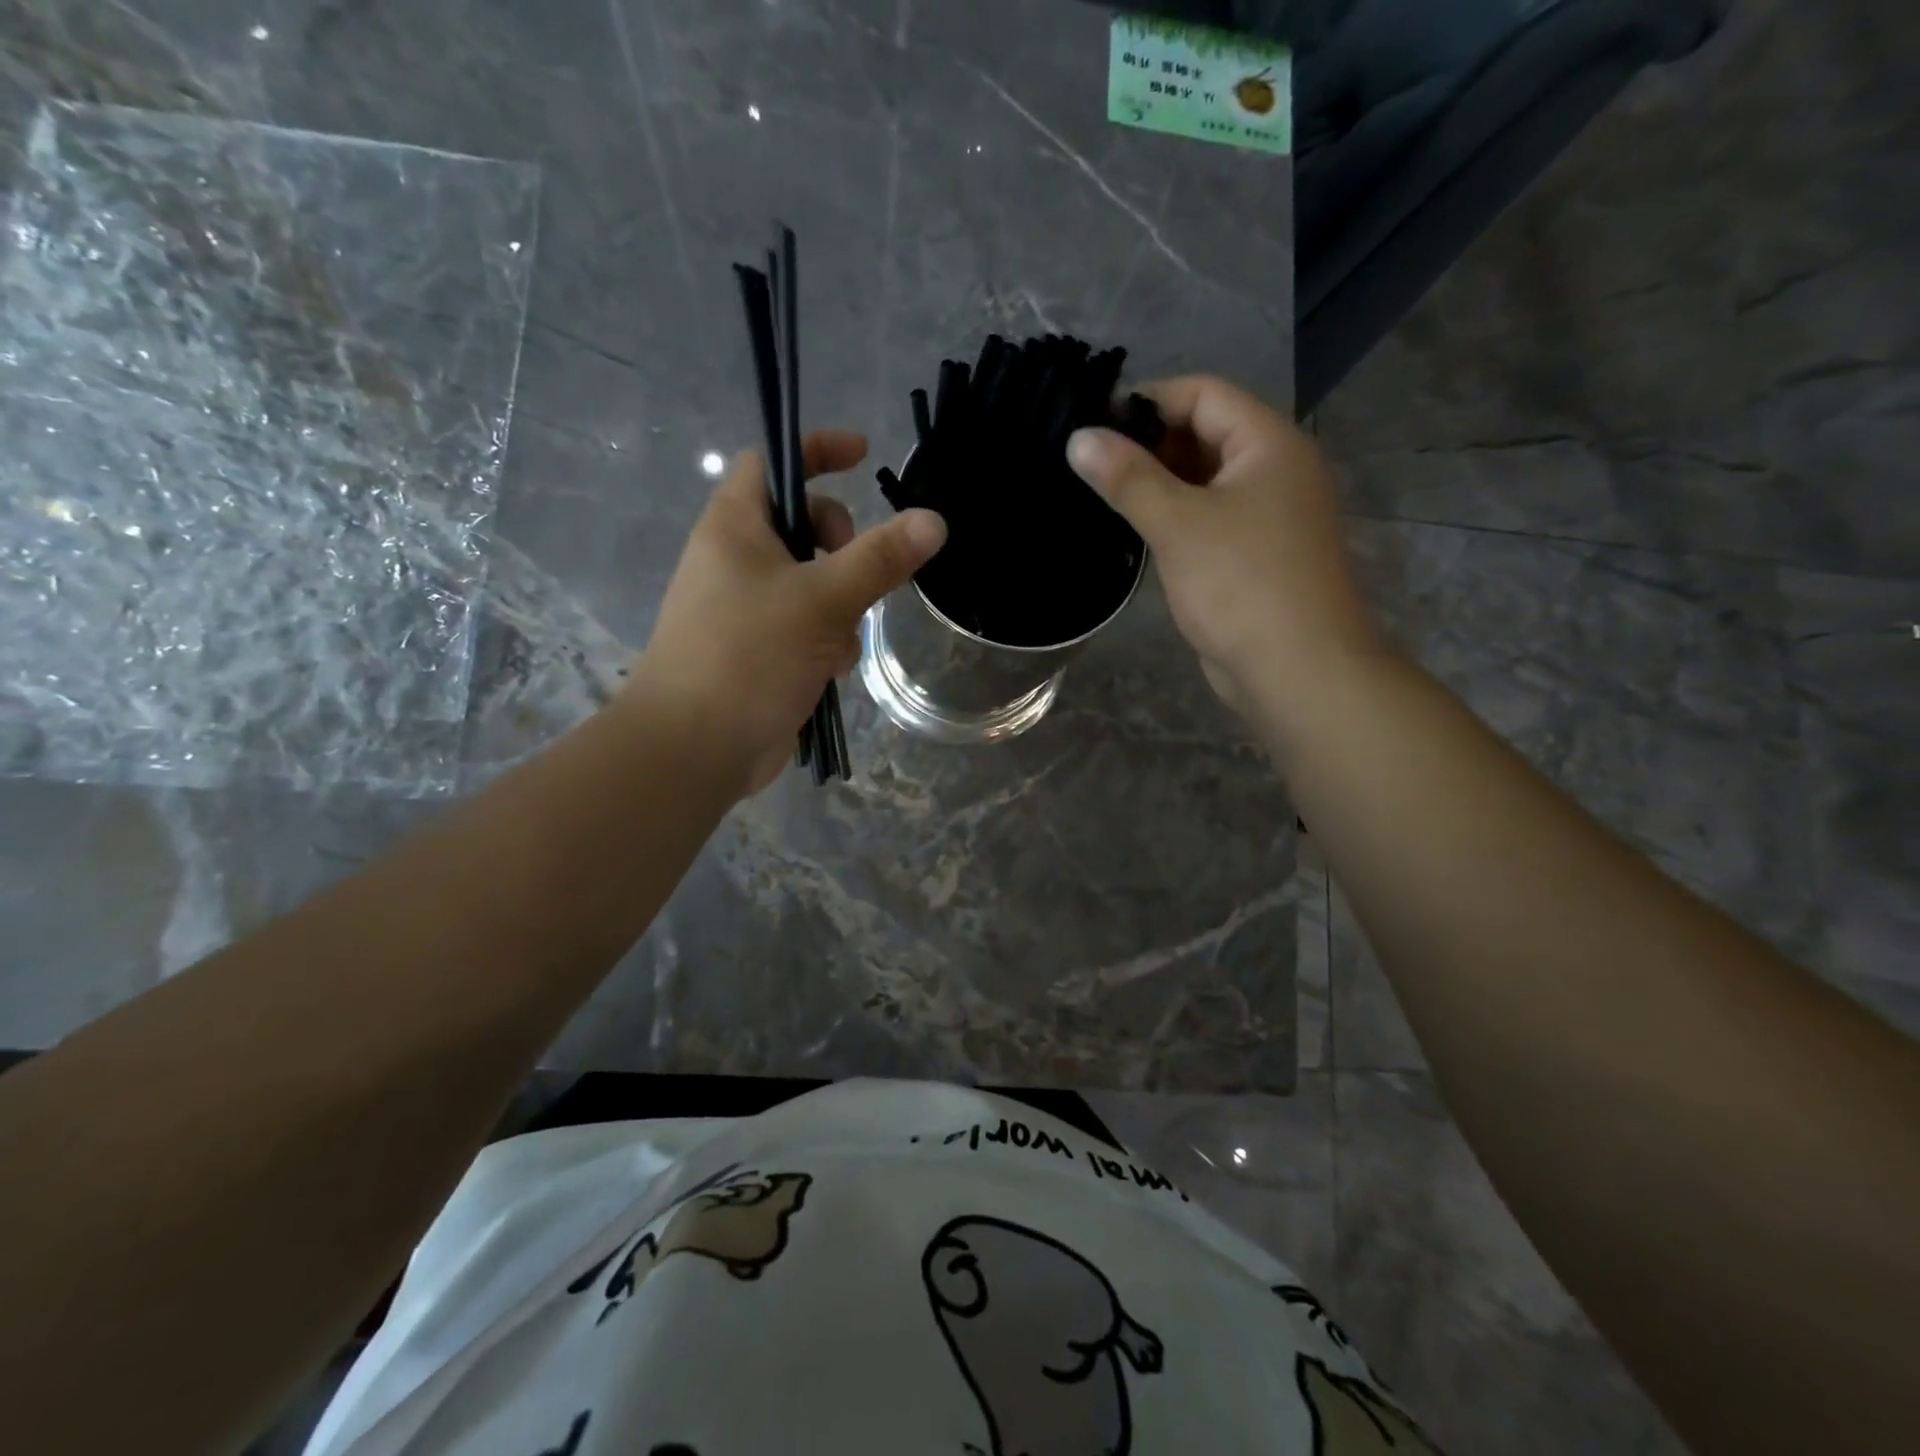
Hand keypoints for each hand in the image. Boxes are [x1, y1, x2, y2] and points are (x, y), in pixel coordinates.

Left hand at [624, 430, 945, 794]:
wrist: (695, 746)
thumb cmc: (749, 655)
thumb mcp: (822, 600)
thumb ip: (879, 558)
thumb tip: (934, 521)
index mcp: (735, 526)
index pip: (773, 461)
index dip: (816, 449)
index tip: (864, 455)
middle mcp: (736, 559)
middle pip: (801, 524)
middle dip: (840, 545)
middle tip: (854, 573)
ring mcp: (746, 607)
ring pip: (813, 582)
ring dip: (840, 605)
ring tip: (838, 640)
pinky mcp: (759, 649)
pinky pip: (807, 625)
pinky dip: (827, 640)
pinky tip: (828, 670)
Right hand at [1065, 376, 1381, 718]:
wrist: (1297, 670)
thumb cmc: (1241, 585)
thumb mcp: (1178, 524)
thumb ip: (1127, 478)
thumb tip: (1079, 438)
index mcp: (1269, 444)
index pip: (1203, 394)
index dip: (1148, 401)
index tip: (1093, 424)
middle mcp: (1275, 469)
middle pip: (1205, 434)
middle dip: (1149, 445)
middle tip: (1090, 464)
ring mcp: (1267, 514)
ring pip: (1204, 480)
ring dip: (1157, 484)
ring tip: (1101, 494)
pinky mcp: (1254, 554)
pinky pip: (1208, 518)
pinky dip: (1173, 517)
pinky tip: (1134, 531)